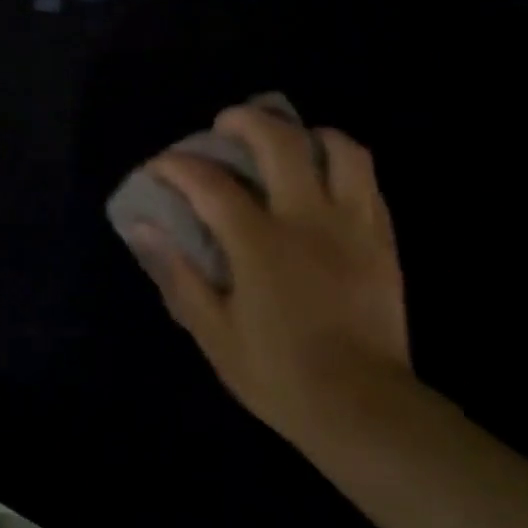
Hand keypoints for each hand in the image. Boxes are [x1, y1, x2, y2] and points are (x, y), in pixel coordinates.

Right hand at [127, 105, 423, 447]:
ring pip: (340, 149)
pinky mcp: (383, 239)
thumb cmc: (277, 375)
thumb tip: (143, 229)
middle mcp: (308, 220)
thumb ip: (179, 275)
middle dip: (246, 121)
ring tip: (289, 143)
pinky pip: (368, 181)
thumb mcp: (214, 333)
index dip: (178, 166)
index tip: (160, 166)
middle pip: (281, 142)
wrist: (362, 406)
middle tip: (225, 125)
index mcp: (260, 245)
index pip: (211, 184)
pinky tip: (325, 180)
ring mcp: (353, 225)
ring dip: (307, 134)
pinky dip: (341, 165)